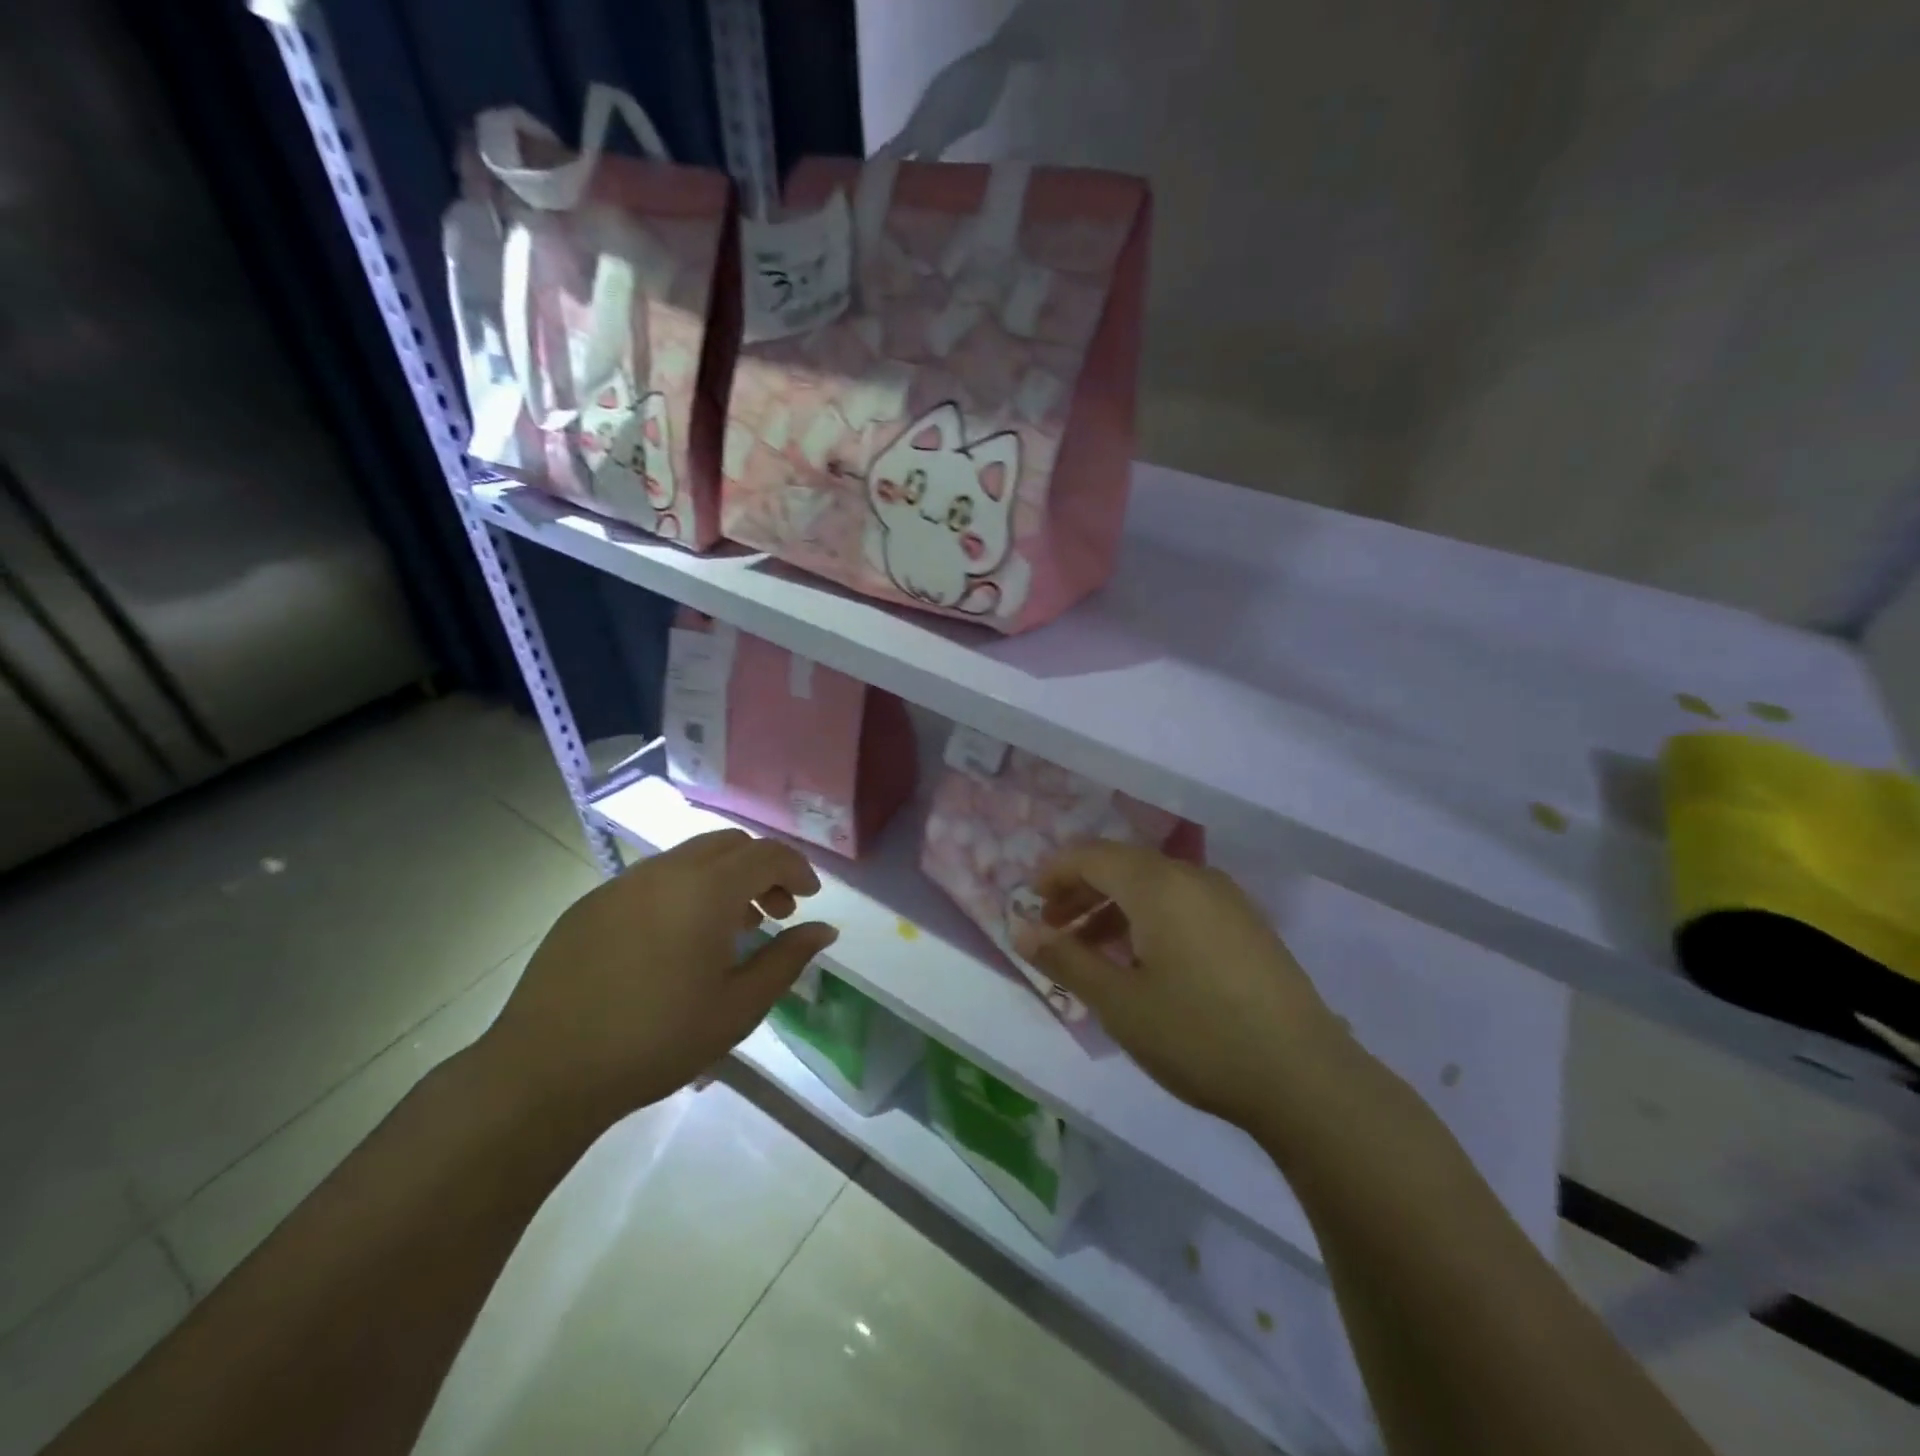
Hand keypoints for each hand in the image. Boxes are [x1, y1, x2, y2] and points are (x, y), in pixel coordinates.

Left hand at [478, 829, 836, 1130]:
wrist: (546, 1070)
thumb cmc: (656, 1041)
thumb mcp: (738, 1008)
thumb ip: (787, 960)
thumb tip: (824, 930)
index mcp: (705, 890)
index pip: (767, 854)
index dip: (797, 869)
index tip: (809, 899)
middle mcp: (665, 871)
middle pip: (729, 845)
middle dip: (761, 869)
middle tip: (774, 913)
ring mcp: (622, 884)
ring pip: (689, 858)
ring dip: (722, 879)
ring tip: (730, 929)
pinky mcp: (591, 903)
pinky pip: (653, 879)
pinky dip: (683, 891)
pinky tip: (676, 941)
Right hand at [1013, 842, 1345, 1132]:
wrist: (1306, 1079)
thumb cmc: (1198, 1036)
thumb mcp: (1119, 1002)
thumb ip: (1065, 958)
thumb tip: (1019, 927)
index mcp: (1158, 884)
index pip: (1091, 855)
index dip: (1054, 873)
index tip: (1029, 903)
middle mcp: (1193, 877)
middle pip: (1122, 865)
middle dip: (1081, 891)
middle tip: (1053, 929)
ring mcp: (1227, 899)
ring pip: (1154, 885)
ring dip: (1114, 907)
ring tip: (1091, 951)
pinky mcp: (1248, 925)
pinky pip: (1183, 902)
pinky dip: (1149, 918)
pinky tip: (1144, 962)